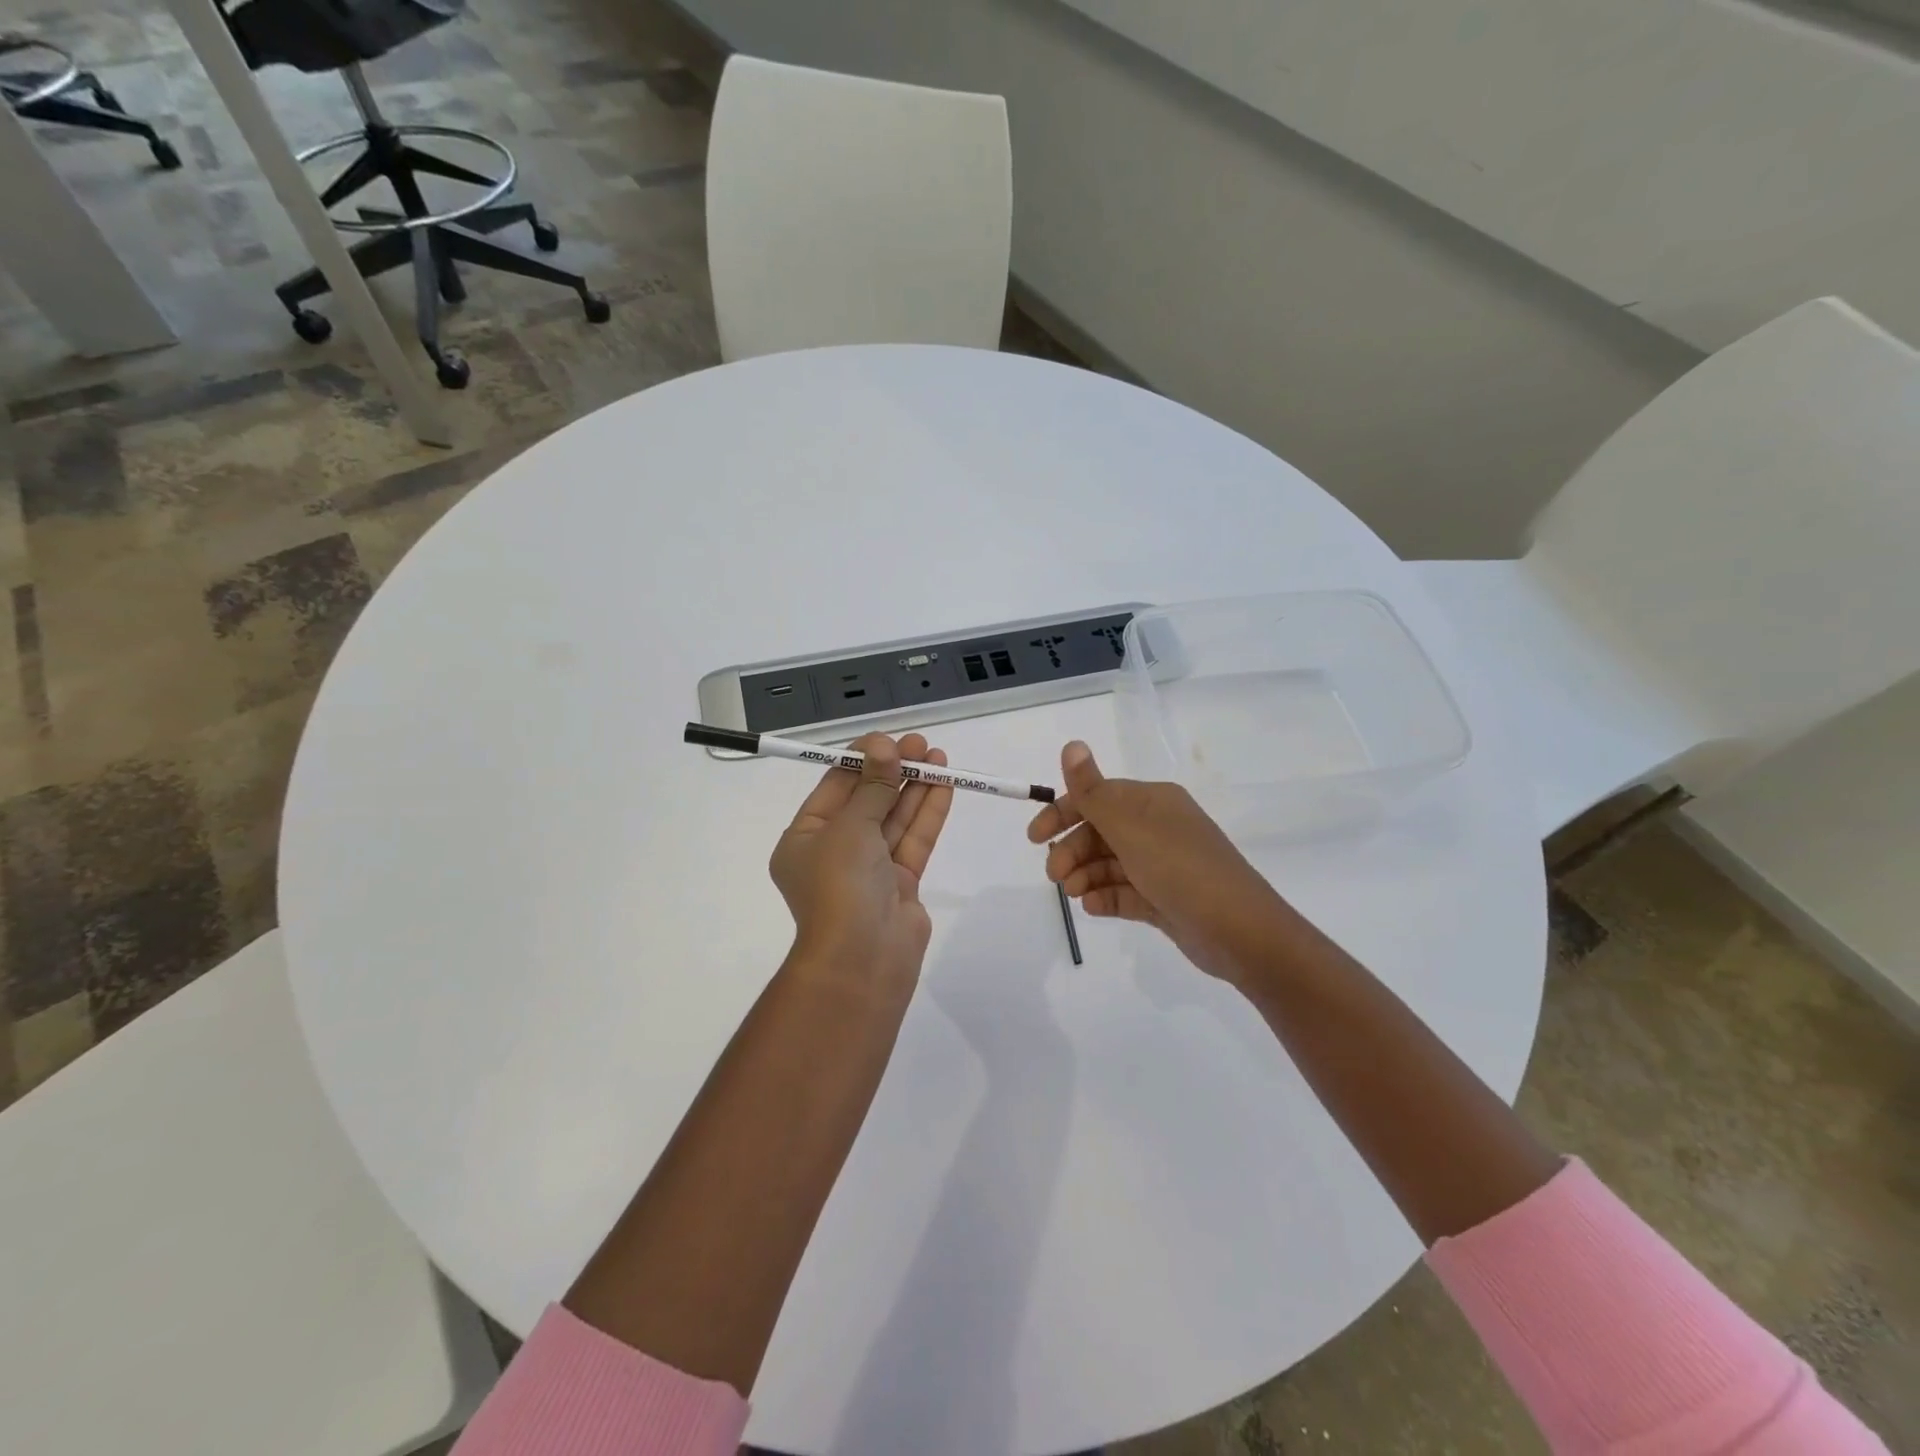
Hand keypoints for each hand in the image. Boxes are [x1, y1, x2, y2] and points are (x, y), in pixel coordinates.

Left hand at [770, 732, 954, 989]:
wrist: (862, 960)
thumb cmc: (840, 885)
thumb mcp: (850, 827)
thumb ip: (873, 785)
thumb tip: (884, 745)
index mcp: (805, 839)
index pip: (833, 788)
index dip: (861, 760)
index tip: (888, 738)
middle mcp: (834, 852)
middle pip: (867, 801)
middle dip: (893, 771)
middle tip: (920, 744)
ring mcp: (869, 870)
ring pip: (894, 819)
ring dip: (915, 787)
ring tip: (939, 756)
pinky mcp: (900, 884)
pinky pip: (913, 840)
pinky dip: (927, 813)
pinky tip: (944, 785)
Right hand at [1027, 741, 1287, 984]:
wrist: (1239, 931)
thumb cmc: (1180, 868)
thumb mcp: (1130, 826)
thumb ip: (1093, 790)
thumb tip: (1071, 744)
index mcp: (1153, 802)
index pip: (1098, 797)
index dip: (1063, 813)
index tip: (1034, 837)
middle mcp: (1158, 828)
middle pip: (1101, 832)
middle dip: (1072, 851)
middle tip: (1055, 876)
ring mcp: (1162, 866)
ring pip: (1110, 864)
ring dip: (1085, 875)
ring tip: (1074, 894)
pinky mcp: (1165, 900)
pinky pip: (1125, 893)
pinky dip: (1105, 897)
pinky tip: (1092, 907)